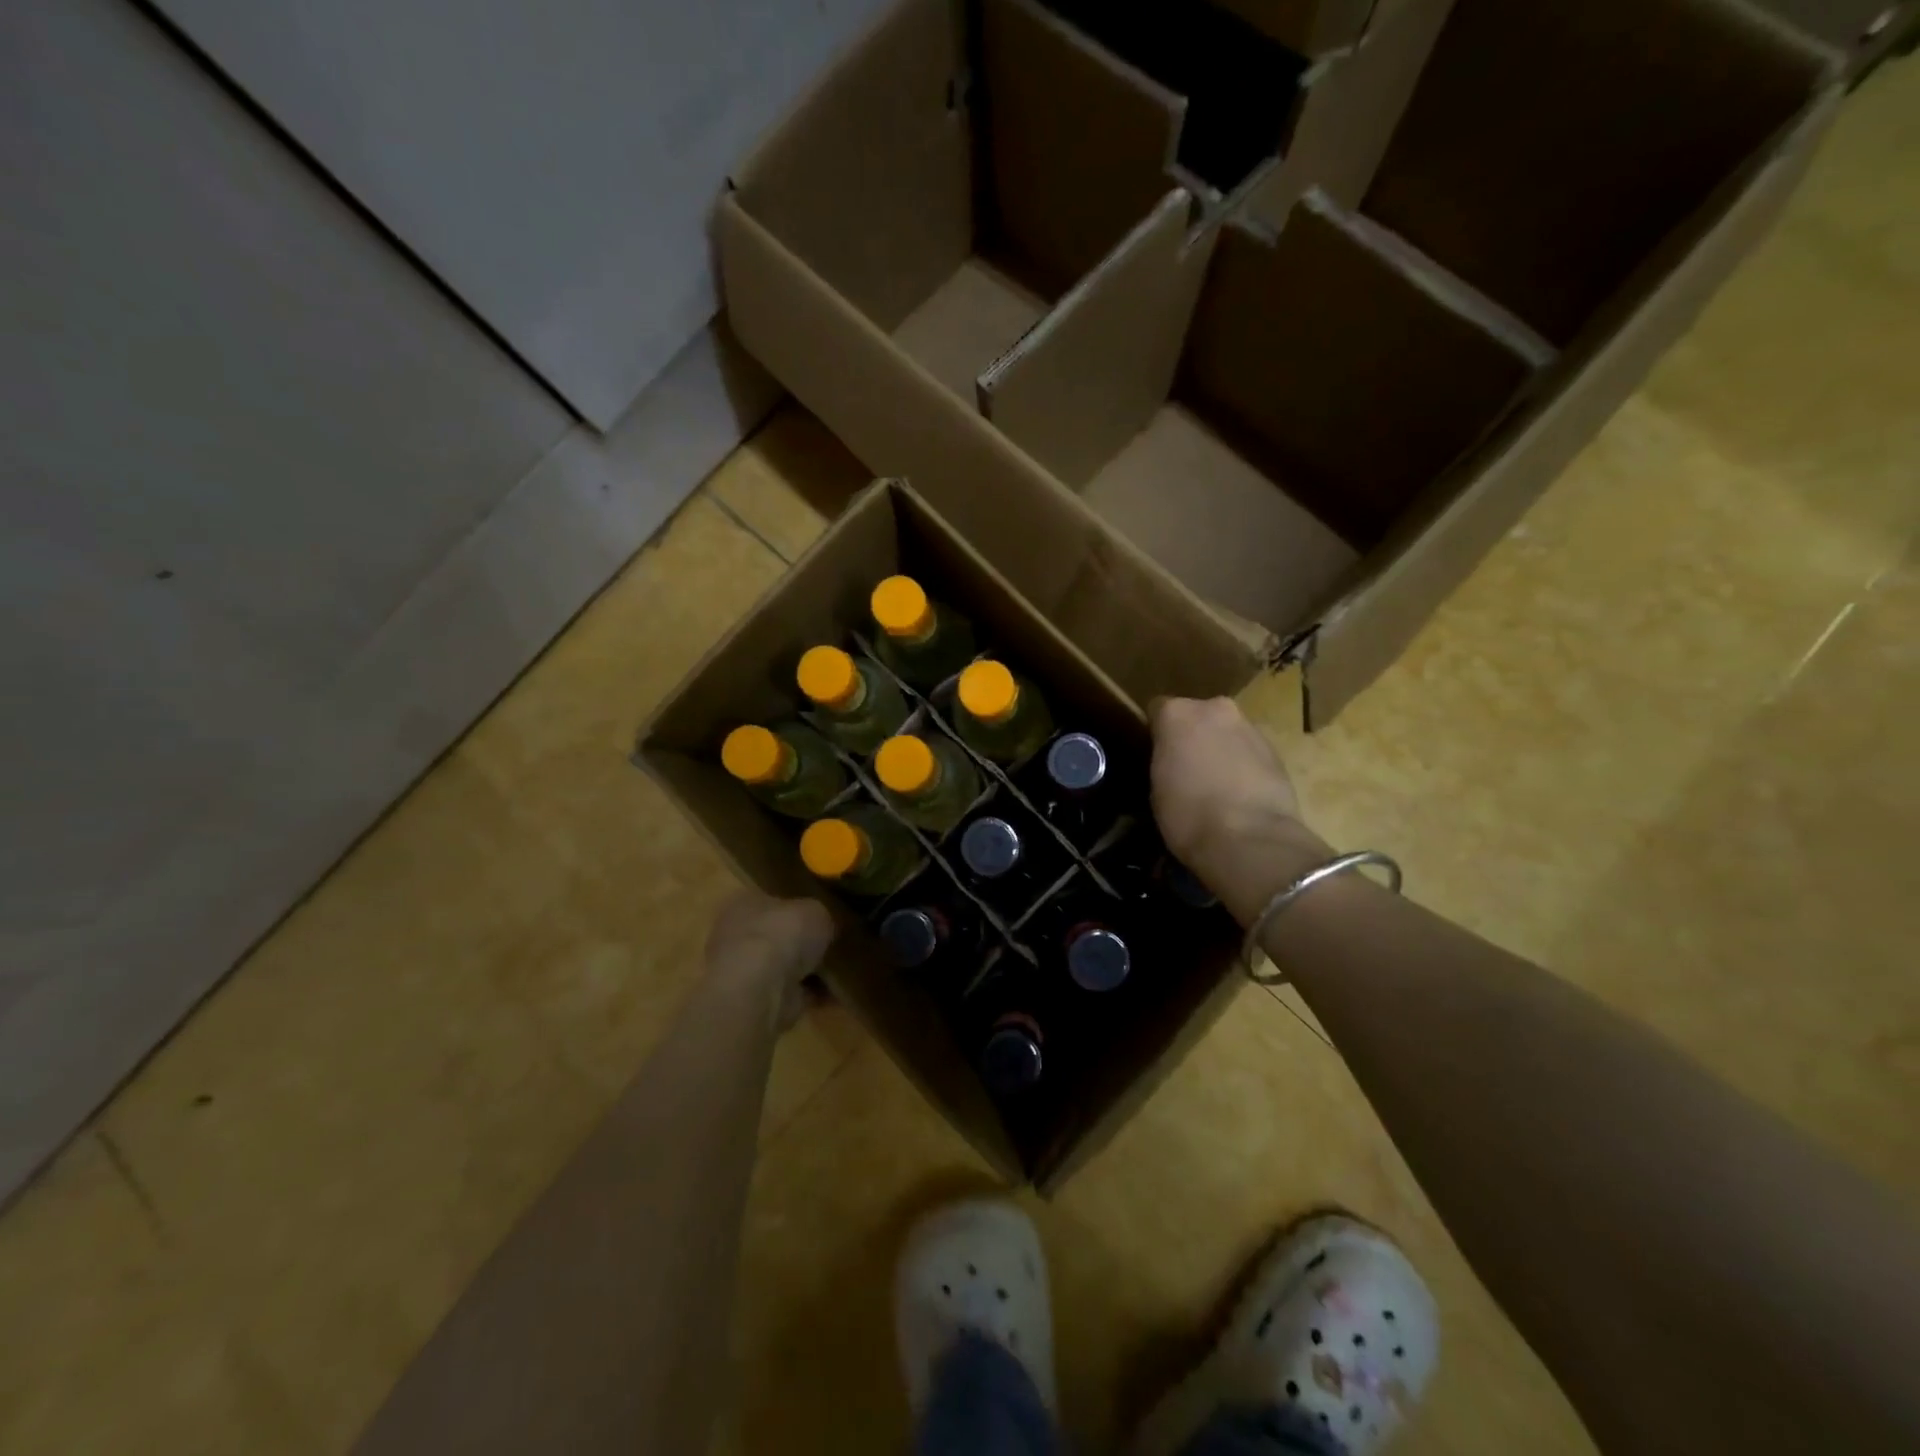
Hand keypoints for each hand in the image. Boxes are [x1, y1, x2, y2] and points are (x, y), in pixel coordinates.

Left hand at [704, 891, 834, 1027]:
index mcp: (744, 902)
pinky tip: (837, 991)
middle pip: (777, 934)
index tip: (823, 911)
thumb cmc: (782, 934)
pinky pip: (793, 992)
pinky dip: (813, 994)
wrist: (761, 990)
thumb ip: (821, 915)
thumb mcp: (816, 909)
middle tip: (834, 939)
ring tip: (842, 967)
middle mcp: (738, 934)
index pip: (771, 898)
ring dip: (809, 969)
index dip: (797, 904)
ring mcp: (745, 971)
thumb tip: (825, 925)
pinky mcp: (758, 1002)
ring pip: (784, 966)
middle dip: (802, 940)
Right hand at [1148, 697, 1326, 922]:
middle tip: (1185, 769)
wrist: (1250, 840)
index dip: (1156, 734)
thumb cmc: (1188, 815)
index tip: (1155, 756)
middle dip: (1192, 736)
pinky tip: (1239, 794)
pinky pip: (1249, 751)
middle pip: (1197, 716)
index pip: (1157, 710)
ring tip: (1215, 785)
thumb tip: (1172, 762)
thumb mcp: (1156, 788)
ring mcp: (1249, 727)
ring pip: (1226, 732)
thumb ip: (1164, 761)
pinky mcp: (1277, 750)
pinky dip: (1243, 765)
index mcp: (1177, 714)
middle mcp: (1214, 709)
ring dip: (1220, 749)